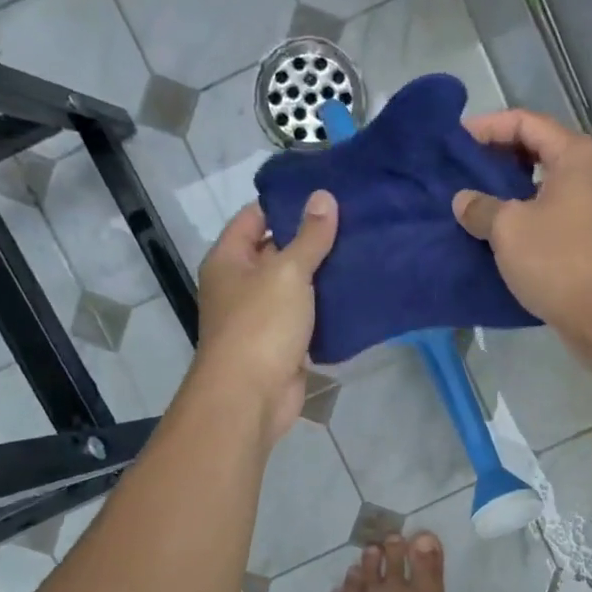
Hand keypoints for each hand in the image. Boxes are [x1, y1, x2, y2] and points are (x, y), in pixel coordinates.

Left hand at [193, 192, 337, 439]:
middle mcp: (240, 285)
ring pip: (295, 288)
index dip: (286, 204)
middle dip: (311, 240)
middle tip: (354, 222)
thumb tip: (324, 197)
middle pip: (277, 252)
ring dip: (323, 276)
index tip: (325, 195)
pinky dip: (326, 309)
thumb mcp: (288, 272)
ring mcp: (260, 317)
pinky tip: (357, 294)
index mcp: (229, 260)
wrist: (251, 396)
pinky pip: (306, 319)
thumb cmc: (261, 325)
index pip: (254, 217)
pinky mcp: (281, 345)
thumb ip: (310, 237)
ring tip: (362, 252)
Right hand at [453, 110, 591, 364]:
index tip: (453, 143)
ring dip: (506, 196)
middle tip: (457, 174)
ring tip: (469, 206)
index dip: (487, 128)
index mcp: (576, 155)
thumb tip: (464, 201)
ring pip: (540, 190)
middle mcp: (590, 174)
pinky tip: (492, 238)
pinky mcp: (588, 243)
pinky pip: (547, 220)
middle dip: (495, 162)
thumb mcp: (510, 229)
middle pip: (535, 153)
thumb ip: (481, 208)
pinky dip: (520, 223)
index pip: (526, 123)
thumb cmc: (561, 260)